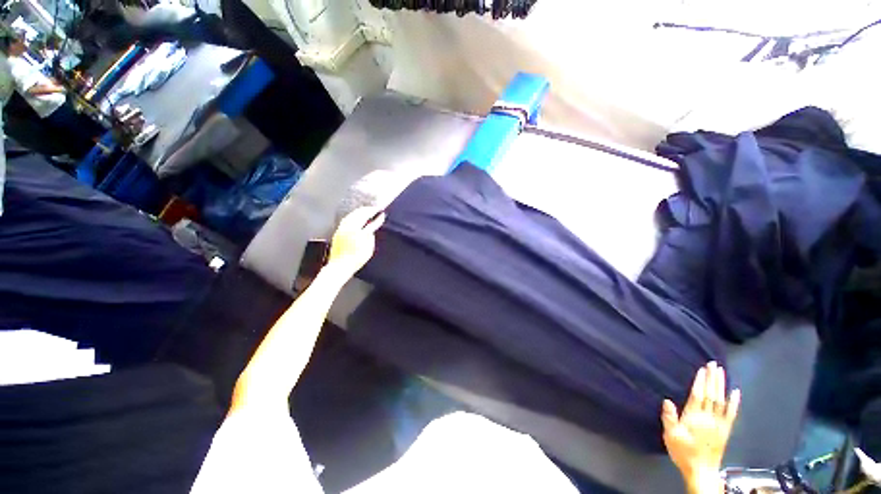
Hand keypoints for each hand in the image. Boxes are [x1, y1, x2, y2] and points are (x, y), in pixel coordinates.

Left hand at [327, 207, 384, 275]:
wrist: (340, 266)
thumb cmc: (357, 257)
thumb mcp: (368, 246)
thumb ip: (371, 233)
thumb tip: (373, 224)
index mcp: (355, 228)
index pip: (367, 216)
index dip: (375, 213)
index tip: (381, 211)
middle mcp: (347, 226)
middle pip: (358, 213)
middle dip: (367, 210)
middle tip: (375, 209)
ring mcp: (341, 228)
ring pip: (352, 215)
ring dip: (360, 212)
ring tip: (367, 211)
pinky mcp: (338, 232)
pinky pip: (347, 219)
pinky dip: (353, 216)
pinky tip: (356, 217)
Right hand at [662, 362, 739, 490]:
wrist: (702, 471)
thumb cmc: (683, 452)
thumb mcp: (671, 436)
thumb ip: (670, 419)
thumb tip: (667, 400)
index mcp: (694, 418)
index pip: (698, 396)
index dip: (700, 382)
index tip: (702, 369)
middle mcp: (708, 418)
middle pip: (711, 395)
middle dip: (712, 379)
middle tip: (713, 364)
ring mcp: (719, 424)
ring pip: (721, 401)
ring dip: (721, 385)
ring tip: (721, 372)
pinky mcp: (726, 430)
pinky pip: (731, 414)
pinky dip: (734, 403)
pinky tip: (736, 392)